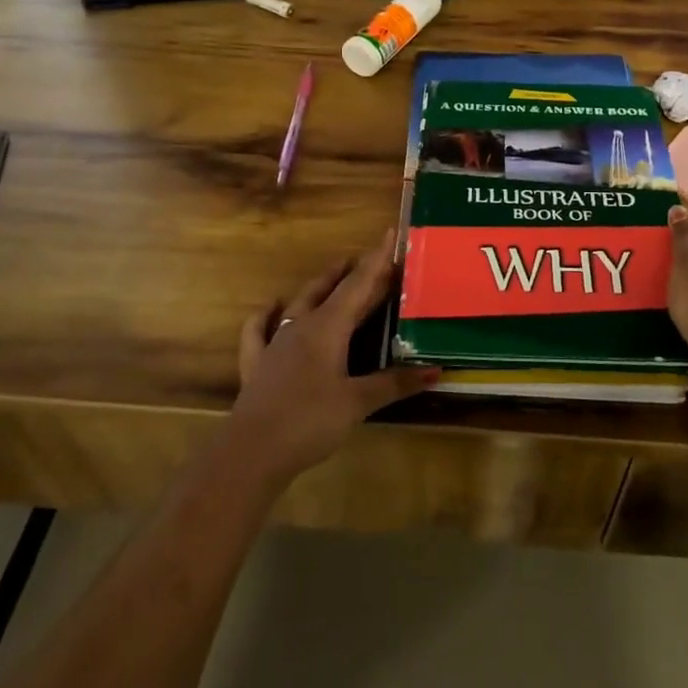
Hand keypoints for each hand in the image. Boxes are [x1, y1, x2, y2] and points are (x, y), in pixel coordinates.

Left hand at [229, 229, 435, 486]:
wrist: (251, 452)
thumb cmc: (309, 421)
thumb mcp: (358, 403)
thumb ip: (394, 384)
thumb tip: (436, 370)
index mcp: (327, 327)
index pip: (357, 285)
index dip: (376, 261)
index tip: (389, 235)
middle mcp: (301, 325)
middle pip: (331, 290)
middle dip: (354, 272)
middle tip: (373, 258)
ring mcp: (275, 343)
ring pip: (300, 303)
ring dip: (320, 286)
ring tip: (335, 271)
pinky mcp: (257, 365)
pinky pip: (259, 330)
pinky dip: (266, 315)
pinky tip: (271, 306)